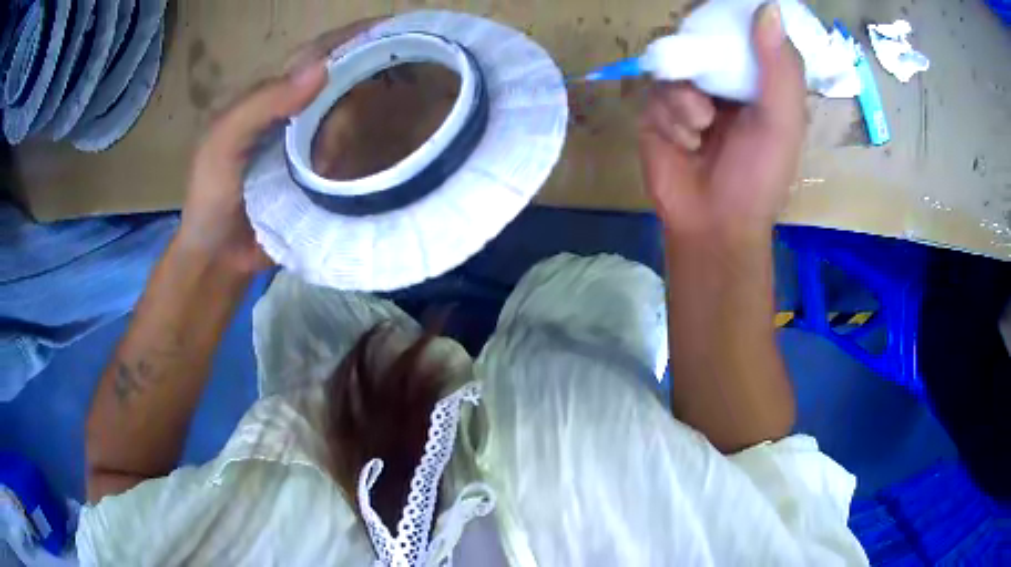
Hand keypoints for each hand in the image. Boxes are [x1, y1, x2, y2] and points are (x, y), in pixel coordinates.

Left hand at [176, 19, 383, 274]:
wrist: (218, 259)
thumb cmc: (210, 197)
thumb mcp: (222, 143)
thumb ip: (262, 104)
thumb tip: (324, 67)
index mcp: (269, 96)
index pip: (316, 55)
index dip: (351, 38)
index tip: (392, 27)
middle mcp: (294, 113)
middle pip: (340, 83)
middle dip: (361, 85)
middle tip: (374, 98)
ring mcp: (310, 145)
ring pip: (350, 118)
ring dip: (353, 130)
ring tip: (343, 156)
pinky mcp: (321, 176)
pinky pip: (351, 155)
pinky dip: (360, 157)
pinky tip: (363, 166)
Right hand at [638, 2, 805, 243]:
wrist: (714, 225)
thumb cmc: (758, 177)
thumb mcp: (782, 122)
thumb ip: (780, 68)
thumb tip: (768, 7)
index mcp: (756, 81)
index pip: (741, 34)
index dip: (730, 24)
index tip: (722, 26)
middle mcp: (721, 81)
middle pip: (699, 40)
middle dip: (700, 58)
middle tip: (711, 83)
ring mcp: (687, 95)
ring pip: (672, 67)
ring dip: (685, 98)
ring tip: (700, 129)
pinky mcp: (658, 112)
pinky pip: (654, 93)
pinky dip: (669, 116)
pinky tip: (685, 142)